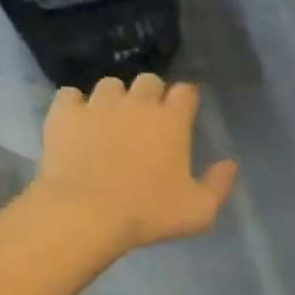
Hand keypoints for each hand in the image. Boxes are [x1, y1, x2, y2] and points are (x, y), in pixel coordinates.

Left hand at [31, 76, 237, 254]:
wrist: (85, 214)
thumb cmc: (148, 213)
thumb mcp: (199, 211)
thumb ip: (219, 184)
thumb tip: (230, 163)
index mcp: (172, 120)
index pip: (186, 91)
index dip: (186, 101)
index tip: (183, 117)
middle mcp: (138, 102)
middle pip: (149, 80)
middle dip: (151, 95)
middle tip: (147, 122)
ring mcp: (98, 104)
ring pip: (110, 84)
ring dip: (114, 99)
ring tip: (110, 122)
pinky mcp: (64, 113)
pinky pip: (70, 96)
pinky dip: (75, 106)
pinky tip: (76, 124)